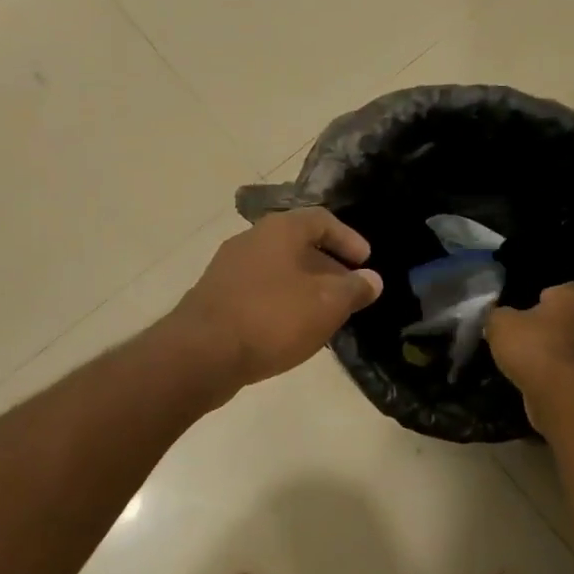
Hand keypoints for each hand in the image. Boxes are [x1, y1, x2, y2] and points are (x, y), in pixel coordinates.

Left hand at [167, 208, 384, 392]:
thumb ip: (354, 289)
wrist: (201, 353)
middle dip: (328, 266)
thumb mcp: (326, 304)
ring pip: (278, 269)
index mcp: (279, 230)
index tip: (366, 262)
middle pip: (298, 244)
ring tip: (324, 314)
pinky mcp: (215, 296)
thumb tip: (372, 279)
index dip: (349, 239)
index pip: (322, 220)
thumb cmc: (272, 319)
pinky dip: (281, 302)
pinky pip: (259, 290)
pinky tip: (290, 329)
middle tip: (348, 291)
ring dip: (304, 286)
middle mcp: (251, 239)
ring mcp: (228, 268)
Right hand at [486, 283, 573, 422]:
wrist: (559, 394)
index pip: (567, 288)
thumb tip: (496, 314)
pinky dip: (553, 373)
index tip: (531, 304)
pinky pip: (567, 370)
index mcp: (571, 300)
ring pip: (569, 345)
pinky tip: (533, 379)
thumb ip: (497, 315)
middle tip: (523, 333)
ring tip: (524, 359)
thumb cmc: (532, 346)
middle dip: (549, 325)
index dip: (549, 295)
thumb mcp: (500, 324)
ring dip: (551, 351)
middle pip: (568, 318)